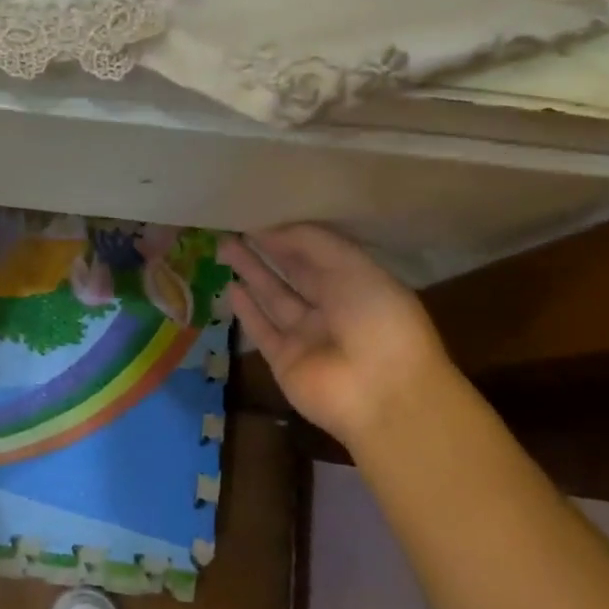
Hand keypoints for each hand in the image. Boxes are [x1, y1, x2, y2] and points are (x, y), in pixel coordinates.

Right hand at [219, 225, 454, 453]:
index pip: (319, 254)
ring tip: (225, 247)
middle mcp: (333, 309)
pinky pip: (263, 330)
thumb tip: (270, 230)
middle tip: (235, 227)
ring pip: (274, 298)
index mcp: (358, 284)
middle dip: (267, 250)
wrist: (383, 393)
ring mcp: (308, 337)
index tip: (260, 215)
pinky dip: (247, 310)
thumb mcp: (353, 267)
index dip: (291, 235)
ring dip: (252, 273)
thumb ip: (312, 242)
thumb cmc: (378, 320)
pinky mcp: (285, 360)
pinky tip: (230, 287)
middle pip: (293, 274)